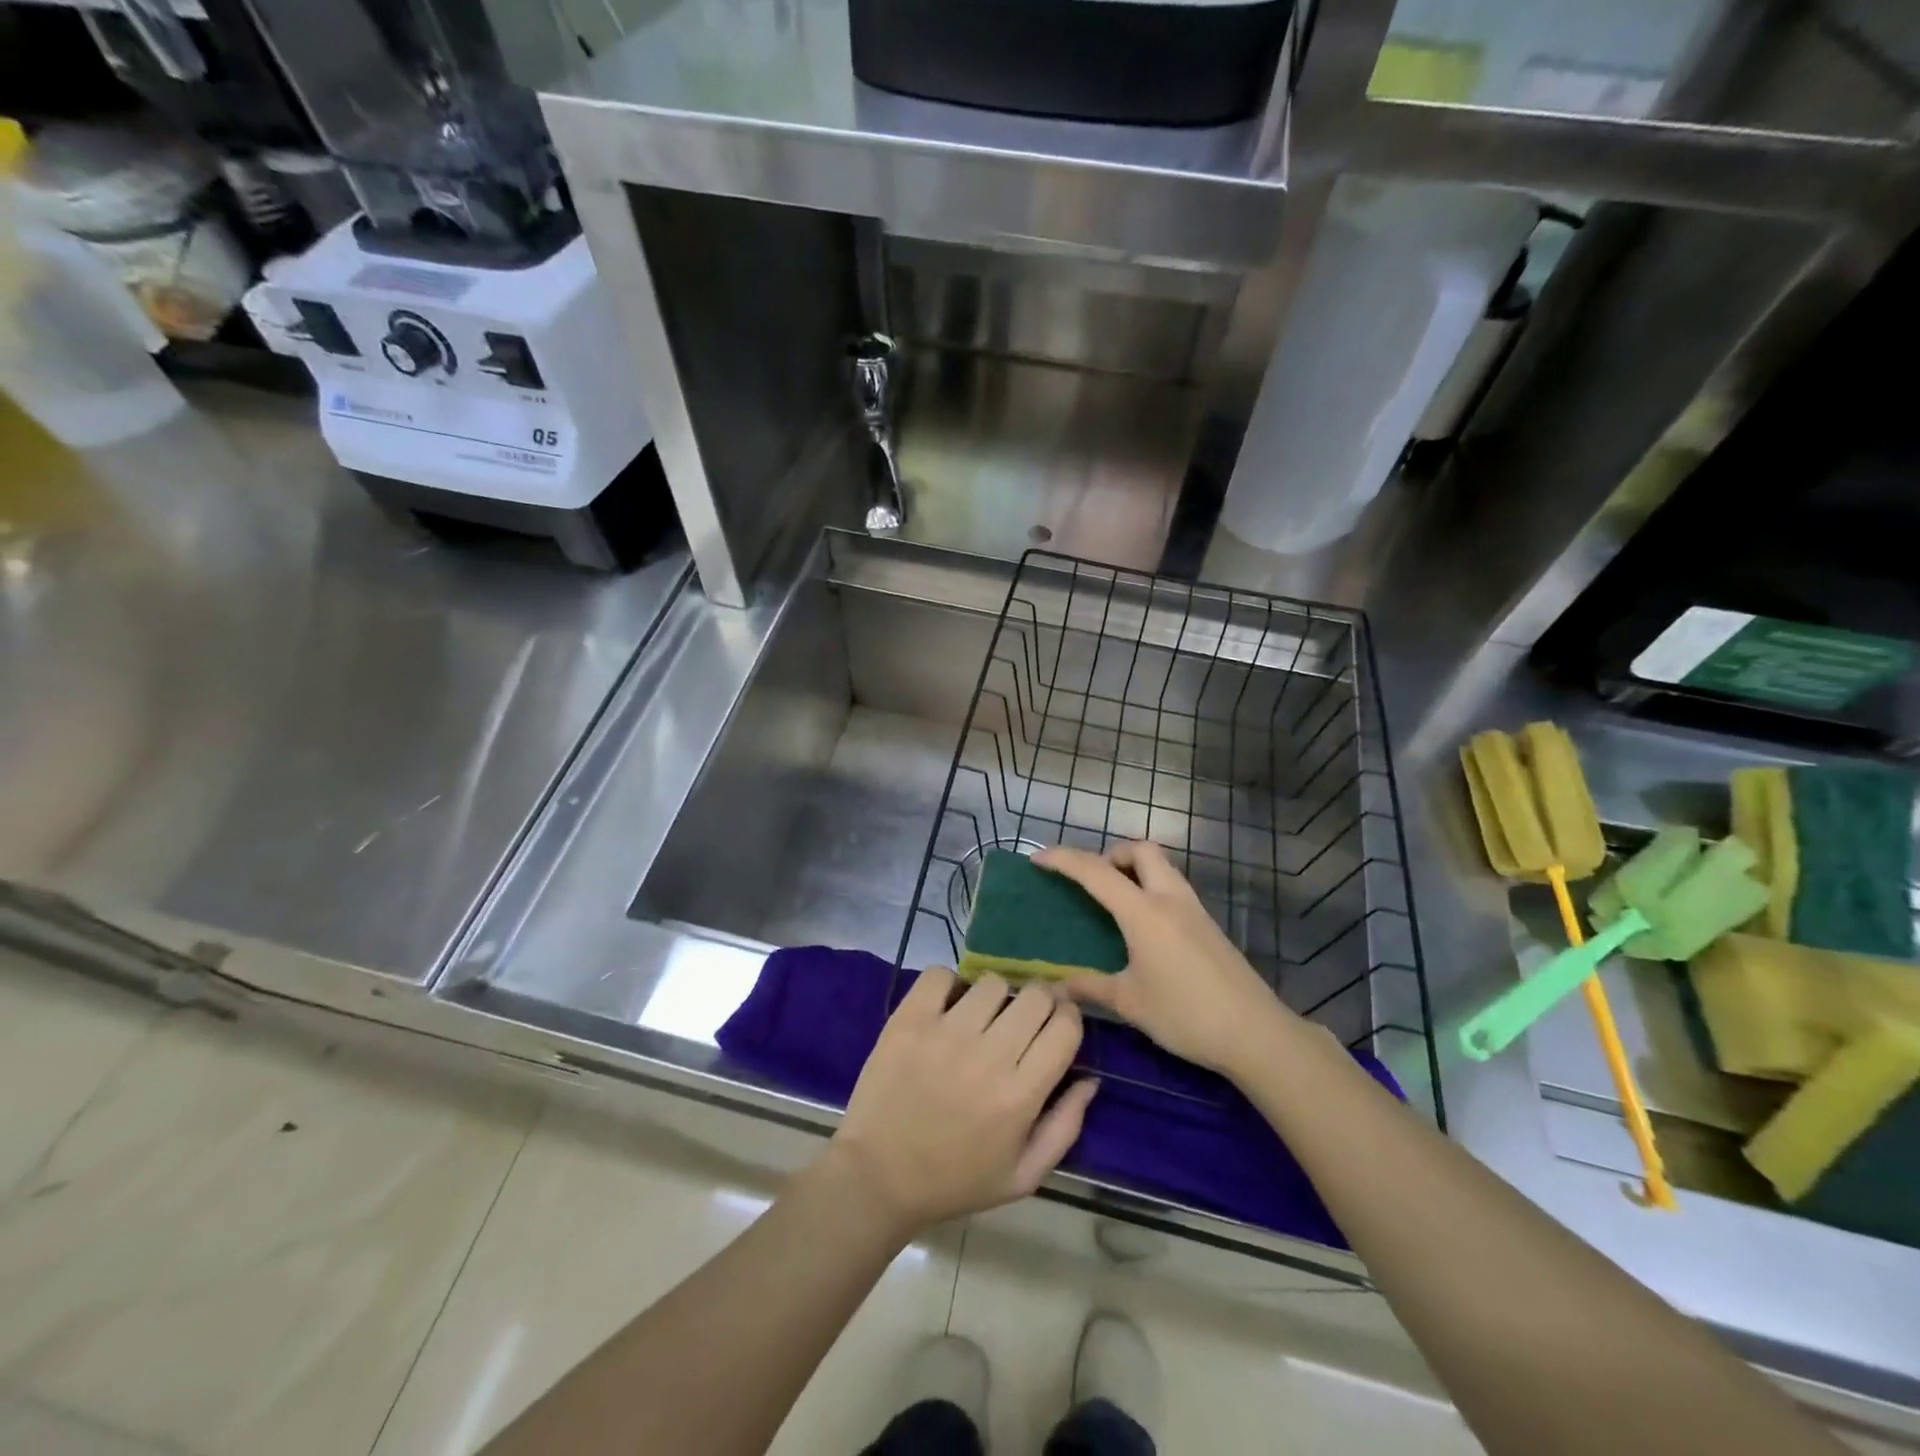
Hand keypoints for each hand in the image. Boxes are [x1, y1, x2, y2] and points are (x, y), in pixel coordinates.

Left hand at [829, 968, 1097, 1234]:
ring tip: (982, 1018)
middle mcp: (988, 1056)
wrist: (878, 1177)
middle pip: (1035, 996)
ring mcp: (945, 1033)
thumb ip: (1065, 1127)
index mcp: (1020, 1095)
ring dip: (995, 996)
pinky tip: (948, 1007)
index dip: (1069, 1018)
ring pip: (992, 983)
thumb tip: (1090, 1079)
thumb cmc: (956, 1180)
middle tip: (1023, 1019)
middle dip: (1040, 1002)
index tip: (1058, 1024)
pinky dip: (949, 984)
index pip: (1065, 1027)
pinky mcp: (909, 1020)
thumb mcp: (1023, 1175)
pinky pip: (940, 975)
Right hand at [1036, 841, 1301, 1076]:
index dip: (1063, 860)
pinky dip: (1150, 887)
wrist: (1255, 1033)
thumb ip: (1089, 987)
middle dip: (1110, 853)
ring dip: (1133, 868)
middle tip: (1090, 880)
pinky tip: (1143, 925)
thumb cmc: (1186, 1015)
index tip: (1037, 859)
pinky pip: (1172, 887)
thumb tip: (1054, 986)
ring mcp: (1193, 909)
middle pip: (1140, 850)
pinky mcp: (1207, 924)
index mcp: (1144, 912)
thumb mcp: (1130, 1003)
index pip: (1096, 872)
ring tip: (1113, 899)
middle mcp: (1169, 898)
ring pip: (1161, 865)